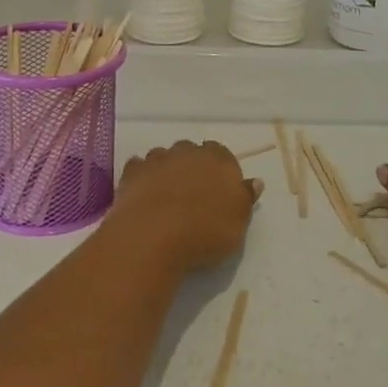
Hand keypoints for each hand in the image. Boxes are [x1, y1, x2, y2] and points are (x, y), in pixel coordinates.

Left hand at [107, 140, 258, 271]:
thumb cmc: (205, 231)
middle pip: (192, 152)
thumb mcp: (238, 223)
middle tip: (193, 194)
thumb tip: (255, 182)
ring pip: (164, 157)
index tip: (219, 191)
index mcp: (218, 159)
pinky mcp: (132, 172)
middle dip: (192, 166)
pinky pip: (139, 168)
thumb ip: (245, 198)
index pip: (222, 154)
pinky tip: (143, 194)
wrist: (154, 235)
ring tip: (166, 197)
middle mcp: (187, 151)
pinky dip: (142, 177)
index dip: (220, 171)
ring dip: (166, 170)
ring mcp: (157, 159)